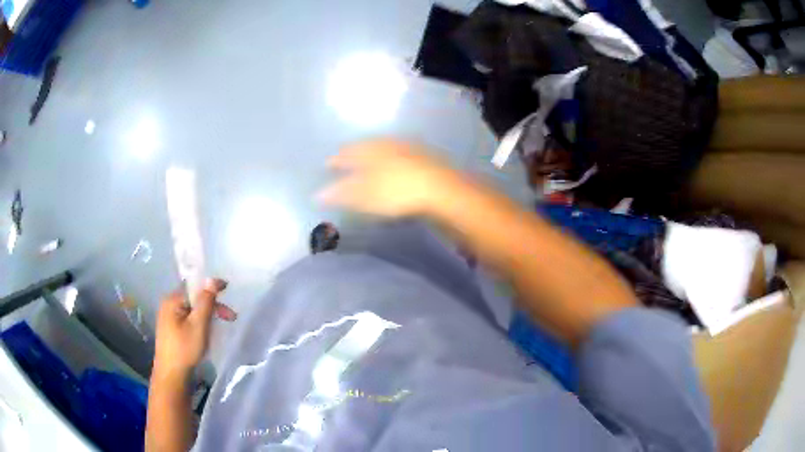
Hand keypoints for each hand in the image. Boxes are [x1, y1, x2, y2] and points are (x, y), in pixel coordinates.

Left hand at [152, 279, 236, 380]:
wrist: (172, 375)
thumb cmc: (185, 349)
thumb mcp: (199, 324)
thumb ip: (206, 301)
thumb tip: (212, 279)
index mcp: (172, 300)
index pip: (194, 286)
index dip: (211, 287)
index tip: (227, 289)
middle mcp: (168, 304)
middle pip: (193, 297)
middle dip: (212, 304)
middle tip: (231, 317)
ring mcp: (169, 317)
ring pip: (192, 309)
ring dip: (207, 314)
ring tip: (220, 325)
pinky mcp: (171, 329)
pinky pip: (188, 317)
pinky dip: (200, 320)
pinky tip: (207, 330)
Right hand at [318, 139, 462, 216]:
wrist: (441, 190)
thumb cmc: (397, 192)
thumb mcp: (364, 196)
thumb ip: (341, 193)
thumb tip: (318, 194)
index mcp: (369, 151)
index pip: (347, 153)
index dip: (337, 160)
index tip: (328, 164)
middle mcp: (387, 144)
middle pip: (366, 147)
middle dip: (354, 153)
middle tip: (345, 158)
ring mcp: (407, 149)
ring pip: (384, 148)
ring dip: (373, 154)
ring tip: (367, 161)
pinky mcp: (423, 158)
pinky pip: (400, 154)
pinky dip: (391, 160)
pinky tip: (394, 166)